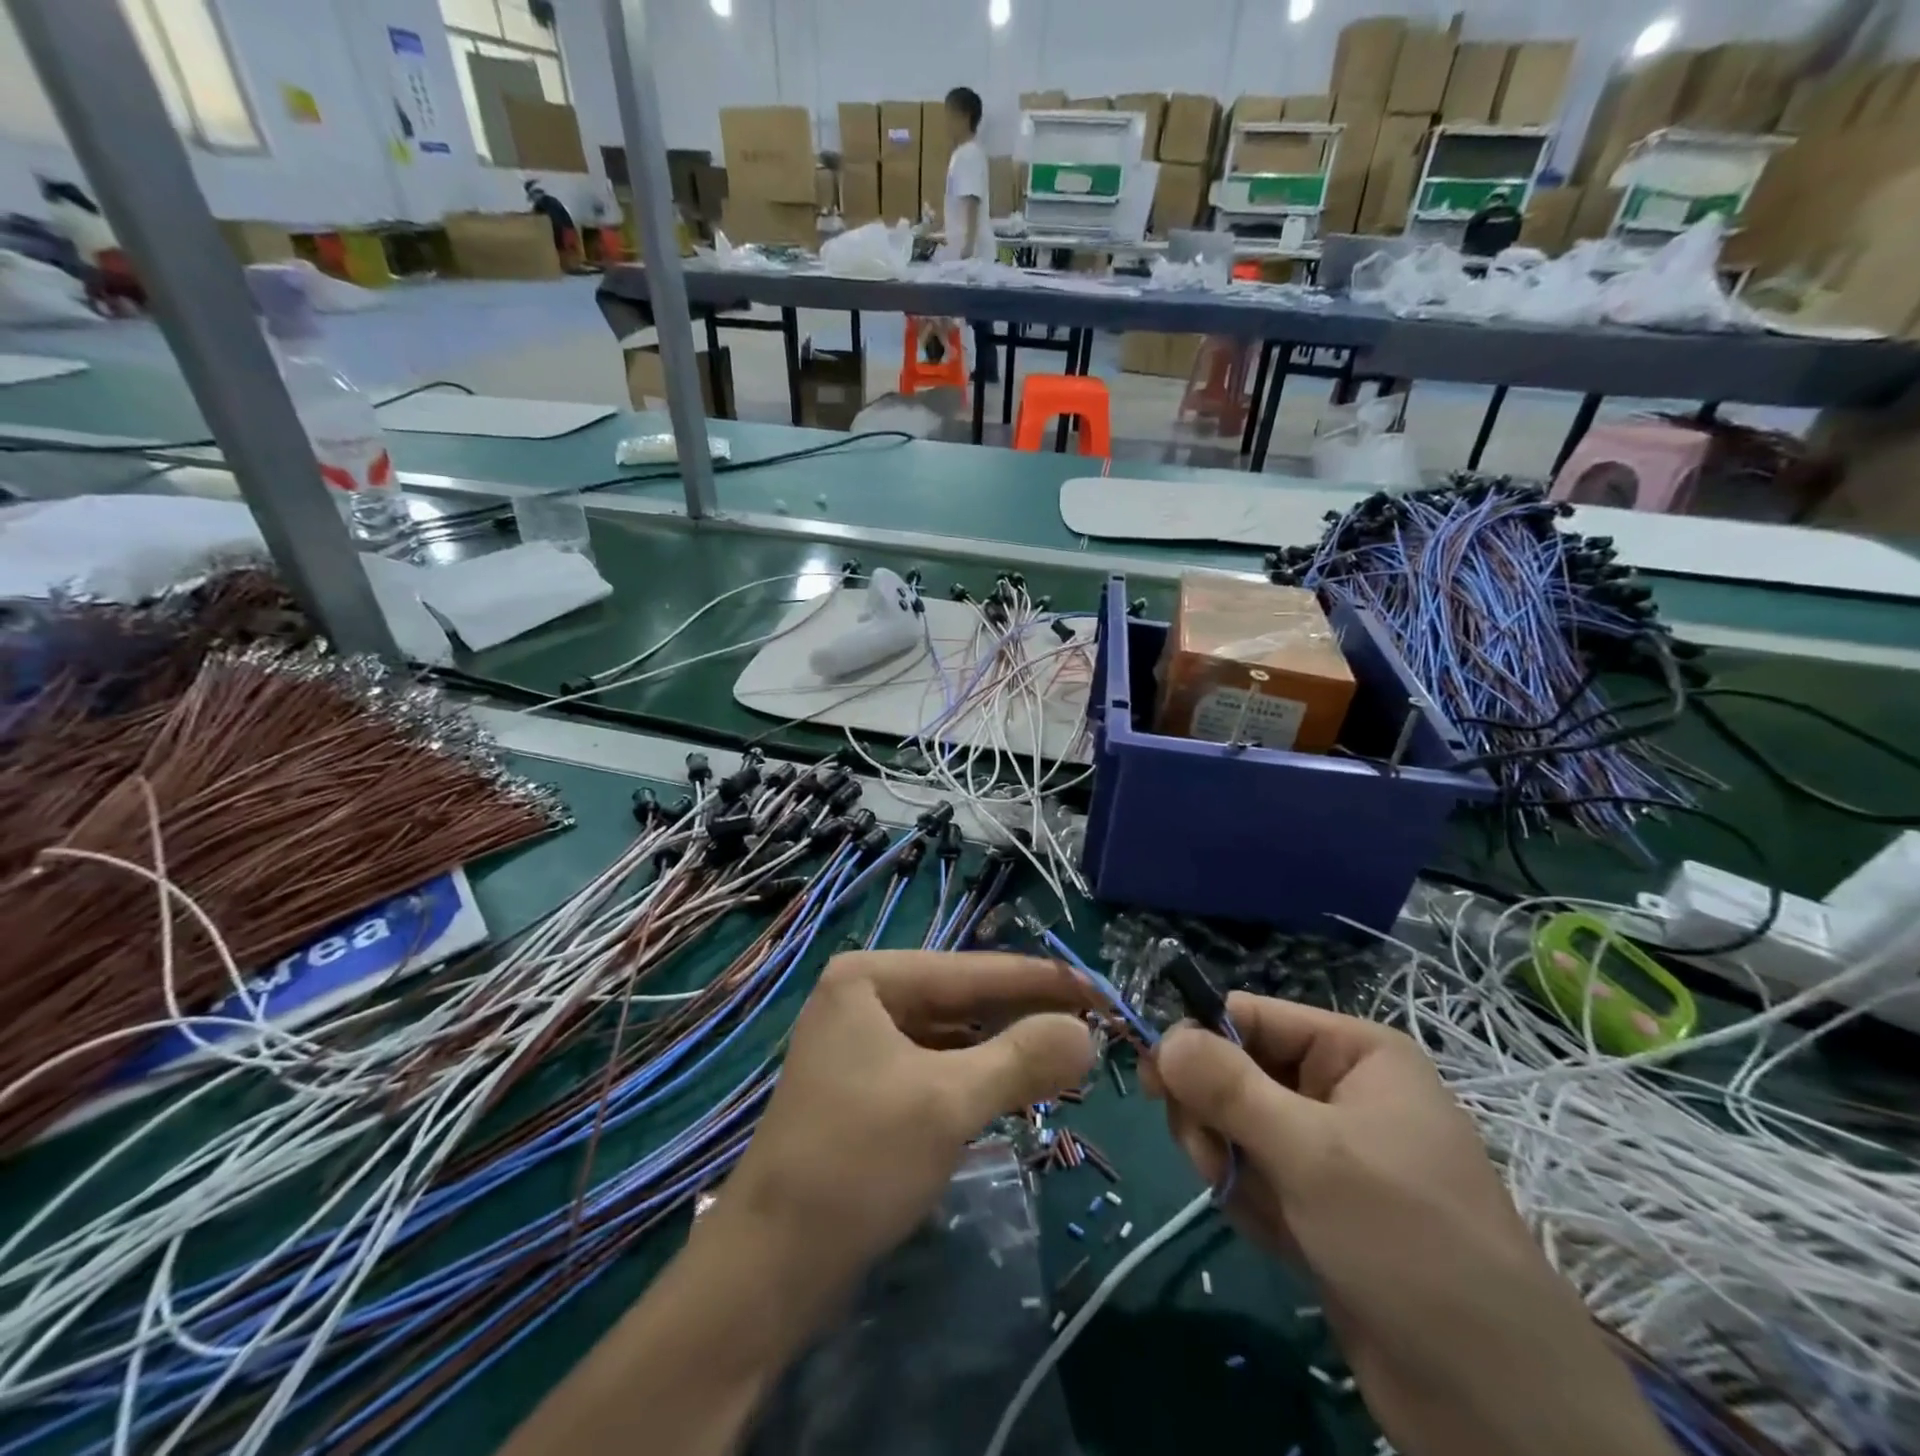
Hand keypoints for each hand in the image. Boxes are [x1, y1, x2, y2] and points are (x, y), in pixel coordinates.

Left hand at [695, 951, 1094, 1332]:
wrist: (769, 1268)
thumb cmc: (856, 1163)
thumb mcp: (948, 1103)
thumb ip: (1022, 1059)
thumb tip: (1086, 1032)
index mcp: (871, 977)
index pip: (973, 969)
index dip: (1041, 980)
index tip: (1101, 989)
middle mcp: (864, 996)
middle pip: (962, 998)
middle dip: (1024, 1015)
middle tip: (1093, 1027)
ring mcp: (862, 1041)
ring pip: (951, 1034)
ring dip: (1004, 1047)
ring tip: (1065, 1057)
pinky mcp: (867, 1085)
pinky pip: (935, 1064)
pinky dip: (976, 1075)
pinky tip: (1015, 1087)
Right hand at [1152, 994, 1674, 1455]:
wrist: (1498, 1407)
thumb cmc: (1407, 1243)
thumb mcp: (1310, 1153)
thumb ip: (1228, 1087)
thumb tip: (1162, 1037)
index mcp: (1353, 1053)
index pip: (1249, 1016)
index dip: (1197, 1041)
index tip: (1153, 1080)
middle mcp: (1340, 1090)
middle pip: (1234, 1071)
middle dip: (1215, 1117)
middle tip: (1213, 1158)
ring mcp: (1330, 1150)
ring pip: (1236, 1126)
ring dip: (1230, 1164)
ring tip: (1262, 1210)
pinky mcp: (1320, 1205)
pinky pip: (1255, 1176)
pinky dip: (1252, 1203)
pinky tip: (1283, 1241)